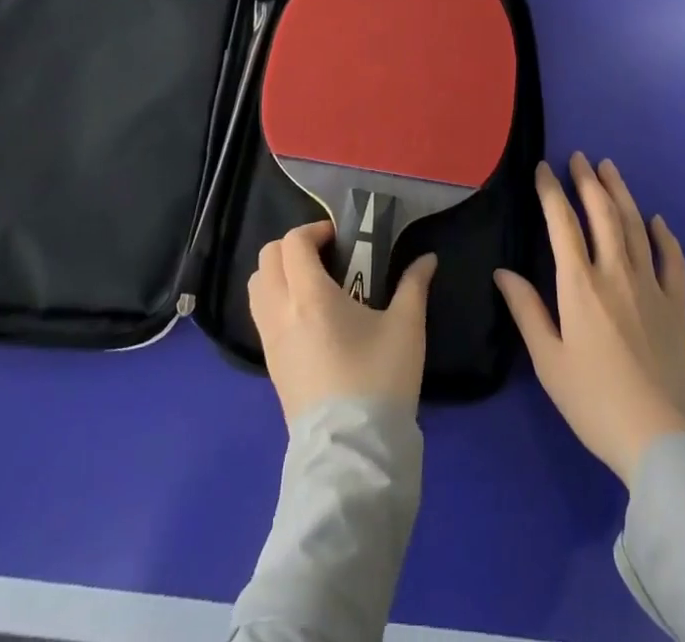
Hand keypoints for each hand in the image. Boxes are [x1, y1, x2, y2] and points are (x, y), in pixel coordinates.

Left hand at [248, 220, 439, 426]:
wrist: (352, 453)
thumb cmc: (379, 380)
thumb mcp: (406, 327)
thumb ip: (414, 285)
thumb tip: (427, 259)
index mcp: (310, 296)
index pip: (293, 243)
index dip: (315, 231)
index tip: (340, 240)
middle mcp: (281, 311)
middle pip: (267, 257)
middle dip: (294, 247)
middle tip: (326, 256)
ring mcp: (270, 340)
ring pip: (257, 286)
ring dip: (279, 272)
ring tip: (313, 284)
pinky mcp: (270, 365)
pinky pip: (260, 314)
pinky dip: (275, 299)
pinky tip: (308, 317)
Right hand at [495, 153, 684, 484]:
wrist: (663, 440)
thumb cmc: (595, 402)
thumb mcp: (549, 361)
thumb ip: (526, 311)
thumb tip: (502, 272)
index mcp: (579, 284)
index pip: (562, 223)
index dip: (551, 191)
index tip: (543, 168)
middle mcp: (616, 273)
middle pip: (602, 213)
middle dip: (588, 181)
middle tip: (579, 157)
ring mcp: (651, 286)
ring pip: (635, 226)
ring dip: (621, 193)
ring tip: (610, 169)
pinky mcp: (677, 305)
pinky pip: (672, 260)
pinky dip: (665, 236)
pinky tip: (658, 220)